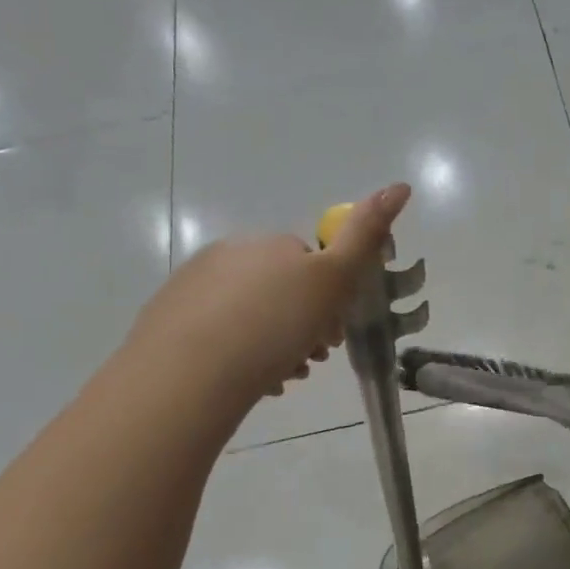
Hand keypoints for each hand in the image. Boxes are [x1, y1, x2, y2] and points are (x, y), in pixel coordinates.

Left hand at [129, 184, 411, 399]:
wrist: (190, 373)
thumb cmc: (274, 325)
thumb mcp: (332, 280)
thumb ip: (364, 235)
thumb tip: (399, 186)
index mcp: (270, 244)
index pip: (312, 265)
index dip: (330, 299)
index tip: (334, 334)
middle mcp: (230, 255)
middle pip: (282, 291)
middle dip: (303, 325)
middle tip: (311, 359)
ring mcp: (194, 286)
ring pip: (252, 316)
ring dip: (276, 345)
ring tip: (283, 377)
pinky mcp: (170, 321)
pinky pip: (221, 336)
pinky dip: (241, 356)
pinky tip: (250, 382)